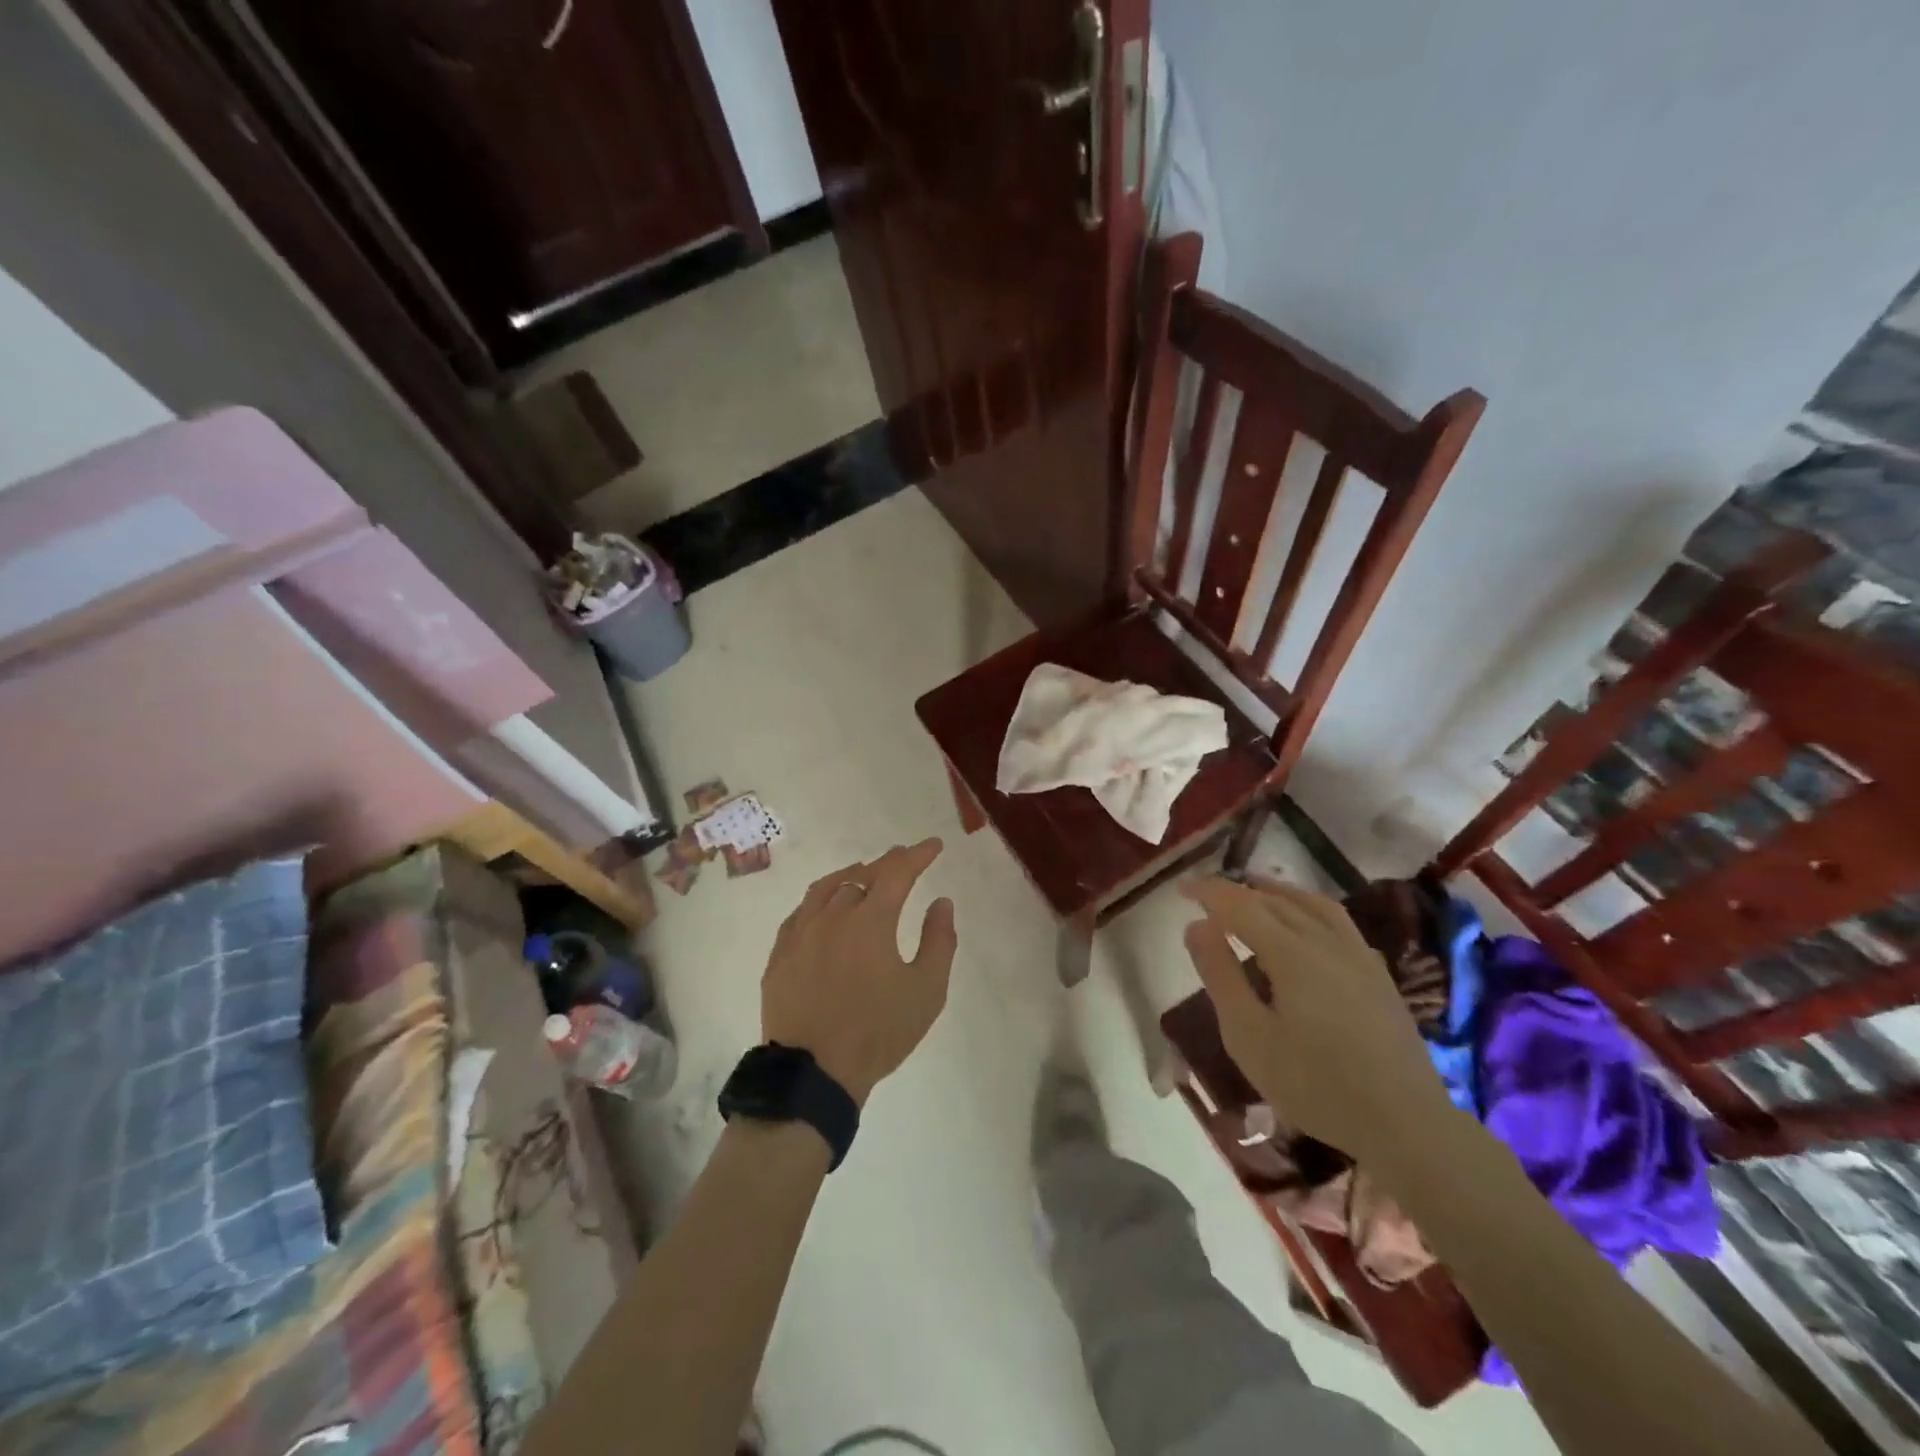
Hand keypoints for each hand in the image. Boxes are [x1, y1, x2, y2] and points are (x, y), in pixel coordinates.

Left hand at [761, 839, 958, 1107]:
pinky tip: (824, 907)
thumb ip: (939, 941)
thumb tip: (941, 902)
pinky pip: (801, 912)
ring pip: (826, 888)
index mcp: (871, 920)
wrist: (814, 1073)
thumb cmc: (878, 1032)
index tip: (933, 845)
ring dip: (850, 875)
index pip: (898, 872)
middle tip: (904, 857)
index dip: (918, 855)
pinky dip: (820, 899)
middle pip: (862, 875)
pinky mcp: (780, 954)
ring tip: (864, 873)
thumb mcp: (927, 991)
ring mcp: (801, 933)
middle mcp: (833, 915)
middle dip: (888, 862)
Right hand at [1182, 876, 1449, 1163]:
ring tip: (1253, 891)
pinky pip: (1337, 921)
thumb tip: (1196, 926)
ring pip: (1311, 905)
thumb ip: (1220, 975)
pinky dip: (1309, 908)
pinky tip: (1306, 924)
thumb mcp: (1248, 1035)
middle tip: (1207, 897)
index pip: (1240, 904)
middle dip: (1237, 891)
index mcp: (1291, 953)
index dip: (1209, 892)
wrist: (1406, 1124)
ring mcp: (1358, 955)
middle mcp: (1326, 941)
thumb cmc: (1315, 1084)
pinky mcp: (1378, 974)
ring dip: (1276, 892)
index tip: (1181, 888)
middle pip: (1275, 900)